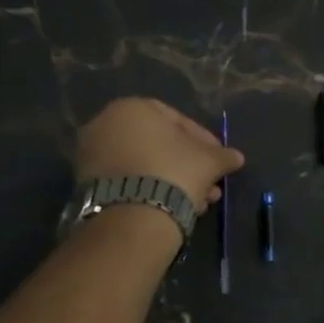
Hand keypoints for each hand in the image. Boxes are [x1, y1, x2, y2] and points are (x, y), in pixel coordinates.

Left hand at [74, 98, 244, 210]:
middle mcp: (106, 123)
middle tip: (210, 185)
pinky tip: (175, 207)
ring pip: (146, 165)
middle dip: (189, 166)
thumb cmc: (175, 172)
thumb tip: (236, 157)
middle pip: (160, 145)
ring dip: (174, 181)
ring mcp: (93, 154)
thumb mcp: (209, 161)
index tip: (219, 160)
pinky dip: (151, 190)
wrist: (133, 215)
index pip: (179, 120)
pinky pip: (130, 181)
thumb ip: (223, 155)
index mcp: (134, 107)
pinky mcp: (87, 183)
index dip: (205, 142)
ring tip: (198, 202)